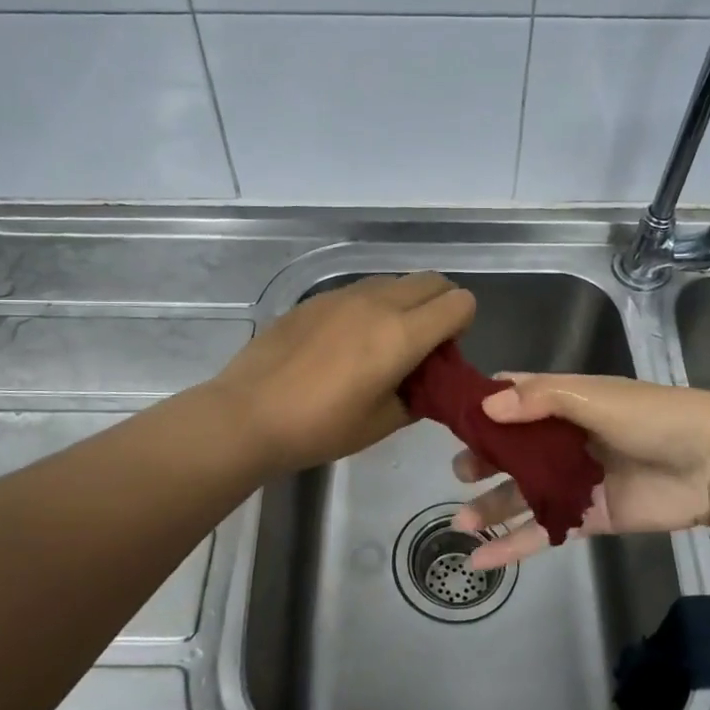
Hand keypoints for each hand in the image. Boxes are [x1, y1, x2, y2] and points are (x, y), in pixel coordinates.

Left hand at [212, 273, 475, 474]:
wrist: (247, 414)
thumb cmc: (320, 428)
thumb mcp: (383, 424)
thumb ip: (419, 397)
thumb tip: (427, 384)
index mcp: (402, 334)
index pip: (459, 302)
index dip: (462, 325)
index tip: (444, 354)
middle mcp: (378, 302)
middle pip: (432, 281)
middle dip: (441, 306)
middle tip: (423, 345)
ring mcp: (343, 294)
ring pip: (396, 281)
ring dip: (406, 303)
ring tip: (383, 343)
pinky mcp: (316, 298)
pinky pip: (362, 290)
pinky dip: (373, 306)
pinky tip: (346, 343)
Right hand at [450, 373, 709, 568]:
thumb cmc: (655, 418)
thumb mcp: (595, 398)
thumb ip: (541, 400)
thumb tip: (486, 408)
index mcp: (565, 402)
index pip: (515, 397)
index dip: (483, 405)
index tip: (449, 416)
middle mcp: (563, 439)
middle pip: (511, 448)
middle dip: (483, 459)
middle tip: (462, 471)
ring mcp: (574, 481)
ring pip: (522, 494)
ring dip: (491, 508)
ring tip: (461, 523)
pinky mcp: (586, 518)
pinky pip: (542, 531)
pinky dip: (512, 547)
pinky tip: (480, 561)